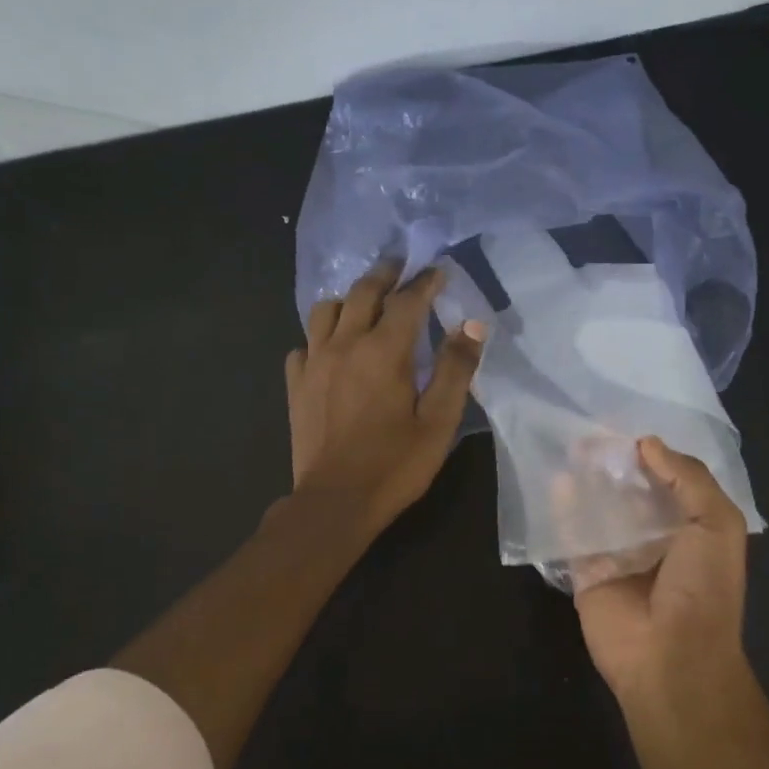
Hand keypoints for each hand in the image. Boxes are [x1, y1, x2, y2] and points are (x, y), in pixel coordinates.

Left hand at [286, 265, 486, 533]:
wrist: (335, 502)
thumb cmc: (394, 464)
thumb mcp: (438, 421)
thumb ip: (455, 369)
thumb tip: (472, 324)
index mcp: (383, 351)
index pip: (407, 300)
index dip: (425, 281)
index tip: (438, 271)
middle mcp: (344, 344)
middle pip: (362, 292)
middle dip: (385, 275)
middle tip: (401, 266)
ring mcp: (314, 362)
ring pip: (325, 310)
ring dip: (348, 298)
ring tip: (363, 302)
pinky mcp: (295, 384)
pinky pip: (305, 344)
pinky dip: (321, 336)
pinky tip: (332, 349)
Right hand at [573, 438, 748, 700]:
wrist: (672, 657)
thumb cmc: (703, 588)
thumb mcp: (717, 524)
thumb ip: (688, 478)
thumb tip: (647, 443)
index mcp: (691, 526)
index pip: (668, 479)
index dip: (650, 453)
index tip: (625, 425)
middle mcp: (654, 537)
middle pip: (629, 491)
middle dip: (613, 463)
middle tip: (590, 433)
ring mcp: (618, 555)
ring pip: (599, 508)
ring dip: (586, 480)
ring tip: (571, 446)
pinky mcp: (586, 572)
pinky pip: (572, 535)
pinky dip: (563, 509)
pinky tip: (556, 480)